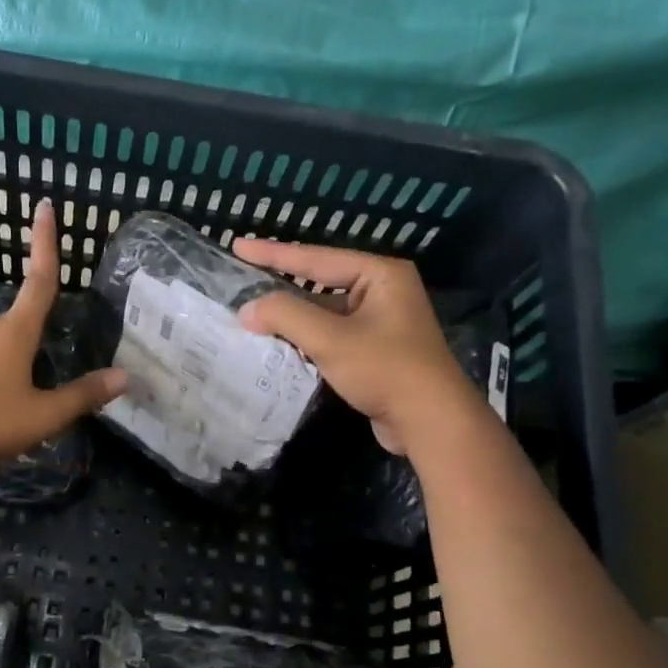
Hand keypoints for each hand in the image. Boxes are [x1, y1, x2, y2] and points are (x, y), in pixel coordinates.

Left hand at [0, 199, 127, 469]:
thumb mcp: (43, 414)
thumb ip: (82, 395)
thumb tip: (124, 377)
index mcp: (17, 331)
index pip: (40, 279)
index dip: (45, 243)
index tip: (45, 206)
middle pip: (26, 314)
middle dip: (46, 316)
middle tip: (67, 323)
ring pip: (10, 342)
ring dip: (29, 353)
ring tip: (45, 385)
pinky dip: (12, 371)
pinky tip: (15, 400)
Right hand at [233, 238, 470, 454]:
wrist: (430, 421)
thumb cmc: (385, 369)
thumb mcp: (330, 338)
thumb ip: (285, 316)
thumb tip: (247, 309)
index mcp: (380, 275)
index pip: (316, 258)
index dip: (273, 253)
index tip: (237, 246)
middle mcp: (383, 291)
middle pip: (320, 282)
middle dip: (280, 285)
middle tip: (241, 279)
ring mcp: (381, 322)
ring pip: (324, 312)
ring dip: (291, 316)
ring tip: (251, 313)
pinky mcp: (375, 350)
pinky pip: (331, 334)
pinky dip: (305, 337)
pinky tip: (278, 343)